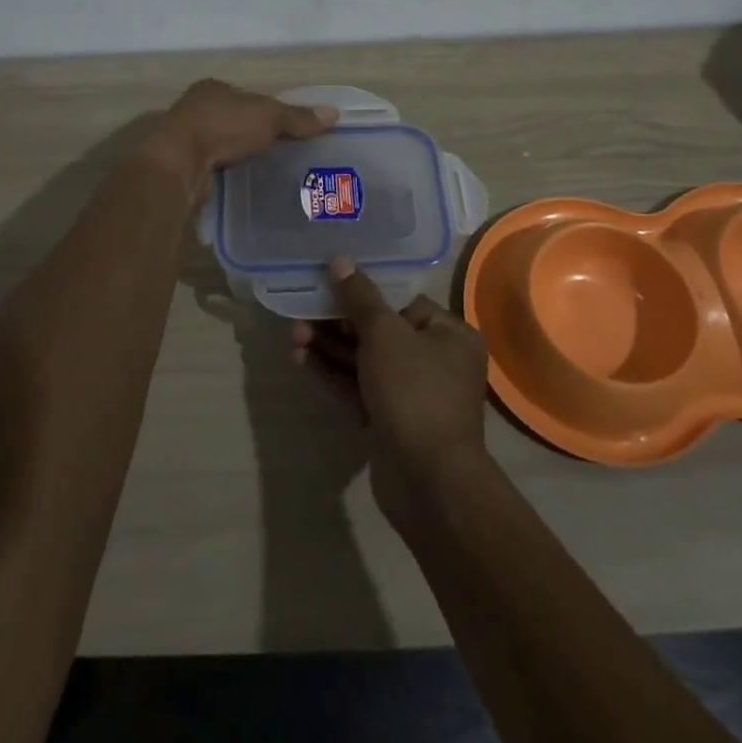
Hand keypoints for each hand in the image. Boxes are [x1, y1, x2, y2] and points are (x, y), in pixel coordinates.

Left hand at [141, 80, 336, 197]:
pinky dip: (226, 171)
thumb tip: (334, 114)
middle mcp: (196, 108)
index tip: (285, 127)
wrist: (179, 163)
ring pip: (221, 143)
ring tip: (266, 169)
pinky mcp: (183, 165)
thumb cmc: (223, 127)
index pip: (247, 96)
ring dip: (237, 154)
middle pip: (233, 119)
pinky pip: (213, 166)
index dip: (266, 109)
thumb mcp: (269, 116)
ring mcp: (186, 138)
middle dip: (251, 133)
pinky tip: (242, 182)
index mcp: (214, 88)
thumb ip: (298, 117)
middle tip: (279, 150)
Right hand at [293, 256, 491, 534]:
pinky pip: (358, 389)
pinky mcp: (389, 422)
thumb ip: (360, 297)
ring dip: (330, 348)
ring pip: (365, 361)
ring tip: (293, 334)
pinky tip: (300, 359)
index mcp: (449, 334)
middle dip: (339, 322)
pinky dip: (332, 374)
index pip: (403, 303)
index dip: (365, 293)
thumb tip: (340, 261)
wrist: (427, 481)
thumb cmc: (414, 391)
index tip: (330, 285)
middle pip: (380, 331)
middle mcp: (435, 361)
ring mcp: (411, 395)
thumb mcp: (384, 334)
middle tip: (303, 311)